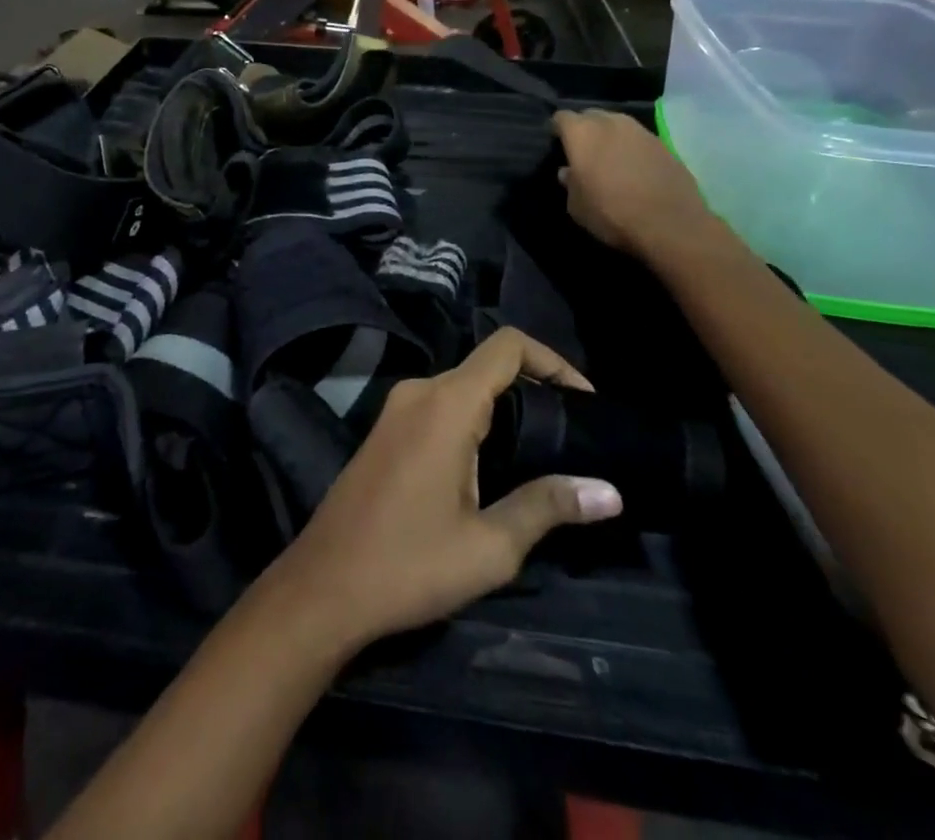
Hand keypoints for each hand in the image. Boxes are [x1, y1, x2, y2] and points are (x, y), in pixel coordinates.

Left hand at [265, 330, 621, 652]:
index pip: (507, 347)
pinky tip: (493, 463)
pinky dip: (474, 420)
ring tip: (543, 451)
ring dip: (504, 407)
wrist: (324, 586)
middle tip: (573, 433)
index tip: (586, 400)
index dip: (553, 360)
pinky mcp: (384, 429)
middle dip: (534, 388)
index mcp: (446, 403)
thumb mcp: (490, 545)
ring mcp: (396, 408)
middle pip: (486, 366)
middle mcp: (419, 391)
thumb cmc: (410, 565)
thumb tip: (609, 492)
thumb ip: (548, 506)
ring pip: (462, 388)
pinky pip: (439, 406)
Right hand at [551, 109, 714, 259]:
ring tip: (609, 157)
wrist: (670, 225)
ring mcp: (641, 131)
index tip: (556, 143)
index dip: (556, 129)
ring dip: (610, 136)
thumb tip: (568, 172)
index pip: (562, 117)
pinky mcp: (664, 144)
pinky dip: (632, 148)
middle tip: (582, 150)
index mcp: (582, 133)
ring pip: (617, 124)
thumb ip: (569, 183)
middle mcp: (611, 123)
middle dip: (584, 128)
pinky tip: (633, 168)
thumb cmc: (612, 214)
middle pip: (591, 115)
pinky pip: (639, 139)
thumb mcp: (577, 206)